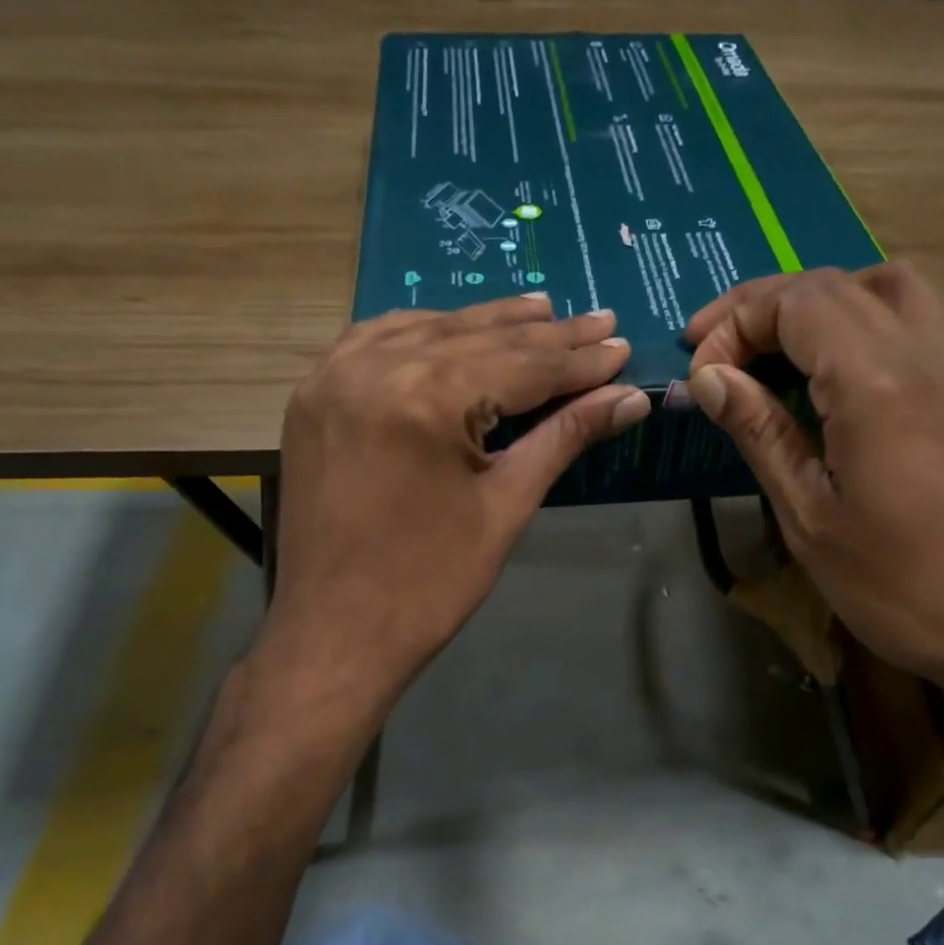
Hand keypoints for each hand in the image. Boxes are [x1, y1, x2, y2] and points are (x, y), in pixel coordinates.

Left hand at [267, 295, 649, 699]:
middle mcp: (374, 367)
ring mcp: (333, 376)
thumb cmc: (431, 583)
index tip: (621, 346)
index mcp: (426, 398)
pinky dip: (423, 331)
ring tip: (542, 311)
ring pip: (427, 330)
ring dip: (486, 323)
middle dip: (544, 335)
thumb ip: (565, 437)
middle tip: (598, 319)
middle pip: (477, 338)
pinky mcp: (313, 395)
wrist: (335, 634)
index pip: (522, 365)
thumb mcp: (506, 506)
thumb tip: (630, 397)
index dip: (579, 361)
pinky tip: (454, 328)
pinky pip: (375, 341)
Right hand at [686, 263, 943, 707]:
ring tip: (788, 347)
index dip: (734, 323)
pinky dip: (890, 319)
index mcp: (873, 379)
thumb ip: (760, 432)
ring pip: (892, 287)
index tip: (699, 370)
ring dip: (827, 302)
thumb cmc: (900, 585)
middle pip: (835, 285)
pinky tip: (871, 363)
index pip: (793, 304)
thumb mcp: (808, 516)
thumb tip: (710, 378)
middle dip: (765, 308)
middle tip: (719, 352)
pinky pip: (940, 319)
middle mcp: (925, 350)